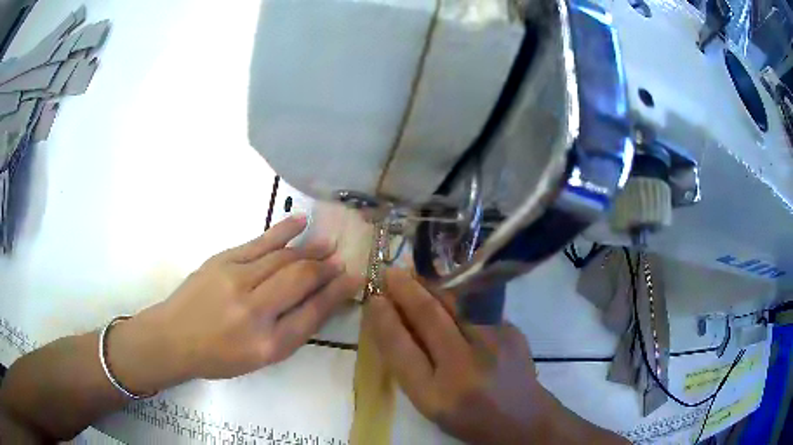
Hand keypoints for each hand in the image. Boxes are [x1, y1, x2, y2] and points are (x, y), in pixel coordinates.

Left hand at [109, 215, 361, 392]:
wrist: (173, 338)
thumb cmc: (218, 356)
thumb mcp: (259, 358)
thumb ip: (290, 332)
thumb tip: (317, 301)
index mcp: (268, 344)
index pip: (313, 312)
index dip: (337, 293)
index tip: (354, 279)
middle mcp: (256, 312)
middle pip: (300, 280)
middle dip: (326, 268)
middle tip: (342, 260)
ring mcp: (236, 281)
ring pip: (283, 258)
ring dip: (310, 250)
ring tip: (328, 243)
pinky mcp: (222, 261)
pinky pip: (259, 242)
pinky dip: (283, 231)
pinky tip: (301, 222)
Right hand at [367, 269, 625, 444]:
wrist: (521, 417)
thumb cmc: (468, 416)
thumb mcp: (430, 403)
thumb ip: (409, 367)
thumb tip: (391, 322)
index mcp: (437, 395)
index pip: (402, 350)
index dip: (384, 320)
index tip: (373, 299)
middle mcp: (465, 367)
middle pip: (430, 318)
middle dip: (405, 290)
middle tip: (389, 274)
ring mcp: (494, 345)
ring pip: (455, 303)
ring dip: (430, 286)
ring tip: (412, 276)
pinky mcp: (512, 330)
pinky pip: (476, 307)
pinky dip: (455, 296)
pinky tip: (445, 292)